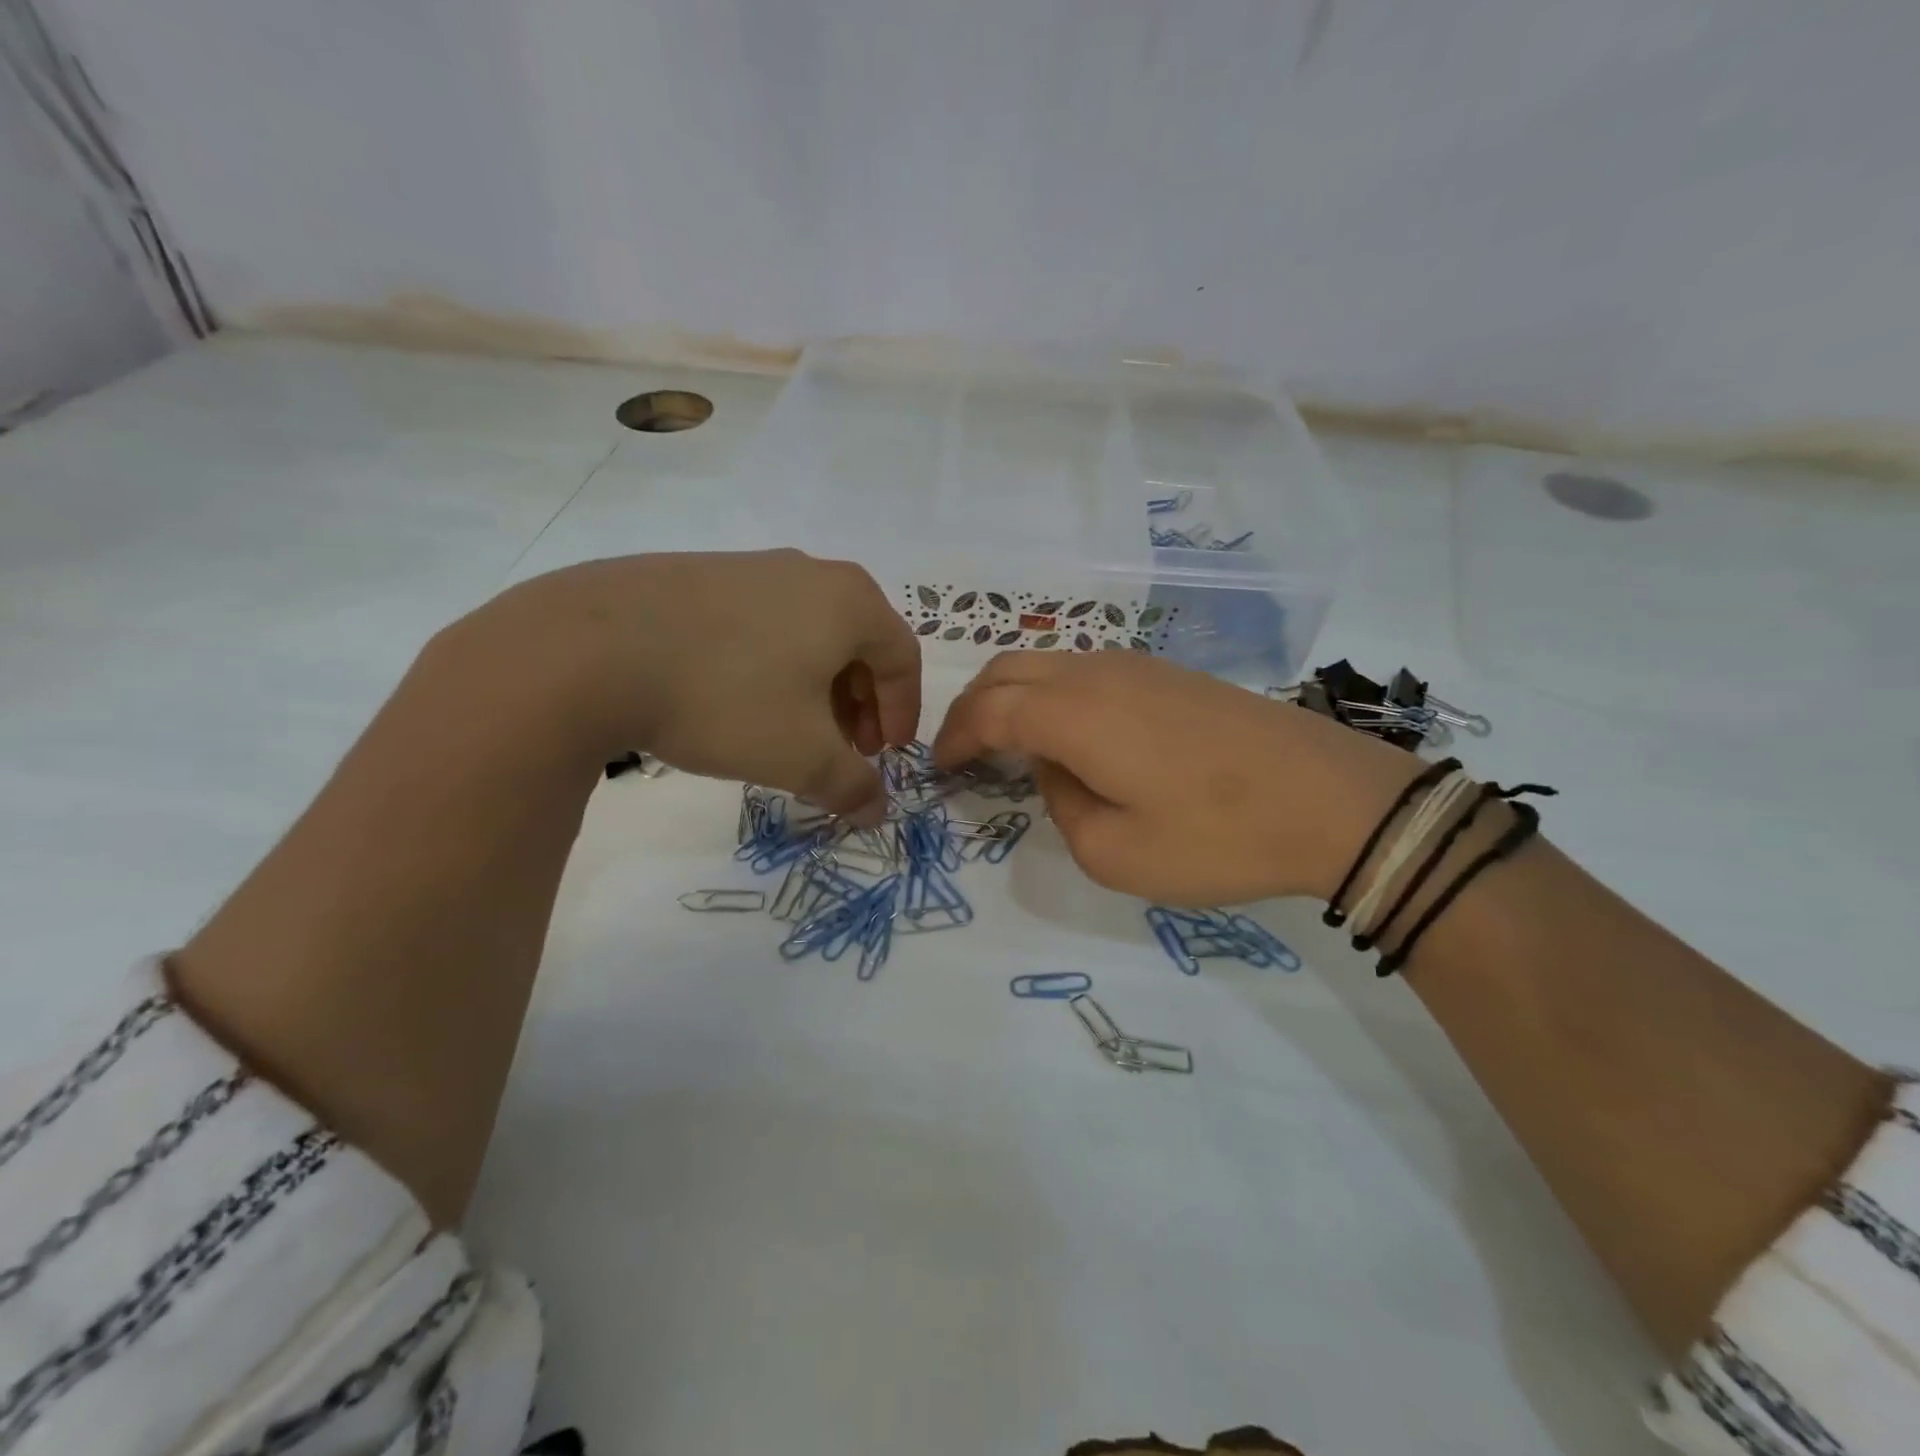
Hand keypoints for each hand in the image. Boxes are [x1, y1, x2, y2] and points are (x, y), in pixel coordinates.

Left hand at [462, 550, 920, 822]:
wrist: (590, 649)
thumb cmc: (726, 698)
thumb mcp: (802, 757)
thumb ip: (852, 787)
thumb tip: (877, 810)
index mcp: (850, 601)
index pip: (904, 658)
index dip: (902, 713)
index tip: (884, 757)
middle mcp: (809, 572)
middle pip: (858, 644)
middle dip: (859, 705)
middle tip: (844, 750)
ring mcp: (750, 567)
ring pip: (808, 634)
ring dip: (816, 688)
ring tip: (791, 732)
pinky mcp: (698, 575)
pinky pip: (760, 624)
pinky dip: (770, 666)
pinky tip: (736, 702)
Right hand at [933, 651, 1418, 903]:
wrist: (1333, 800)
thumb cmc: (1217, 836)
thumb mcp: (1115, 853)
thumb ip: (1062, 805)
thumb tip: (1057, 767)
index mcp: (1073, 714)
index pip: (988, 711)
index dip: (956, 737)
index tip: (940, 768)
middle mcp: (1096, 674)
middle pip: (1009, 669)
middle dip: (973, 706)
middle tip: (963, 750)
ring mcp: (1137, 666)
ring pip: (1048, 663)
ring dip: (1014, 696)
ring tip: (1008, 743)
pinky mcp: (1170, 674)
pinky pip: (1086, 671)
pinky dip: (1054, 695)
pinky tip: (1070, 734)